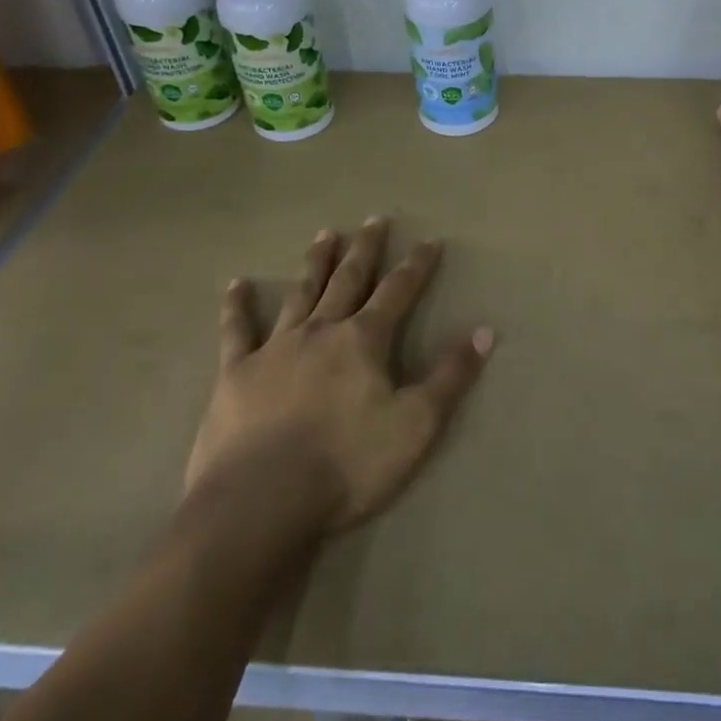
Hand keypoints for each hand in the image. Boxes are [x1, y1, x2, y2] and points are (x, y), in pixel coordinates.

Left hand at [186, 219, 493, 533]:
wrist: (262, 500)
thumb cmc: (348, 464)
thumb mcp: (417, 424)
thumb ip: (450, 376)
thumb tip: (485, 331)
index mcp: (363, 340)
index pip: (398, 291)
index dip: (417, 265)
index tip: (431, 241)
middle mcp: (320, 331)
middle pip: (348, 280)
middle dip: (365, 249)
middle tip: (374, 220)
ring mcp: (274, 348)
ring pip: (299, 294)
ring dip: (314, 264)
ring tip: (324, 234)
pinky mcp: (235, 373)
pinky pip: (236, 331)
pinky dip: (237, 306)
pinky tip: (236, 284)